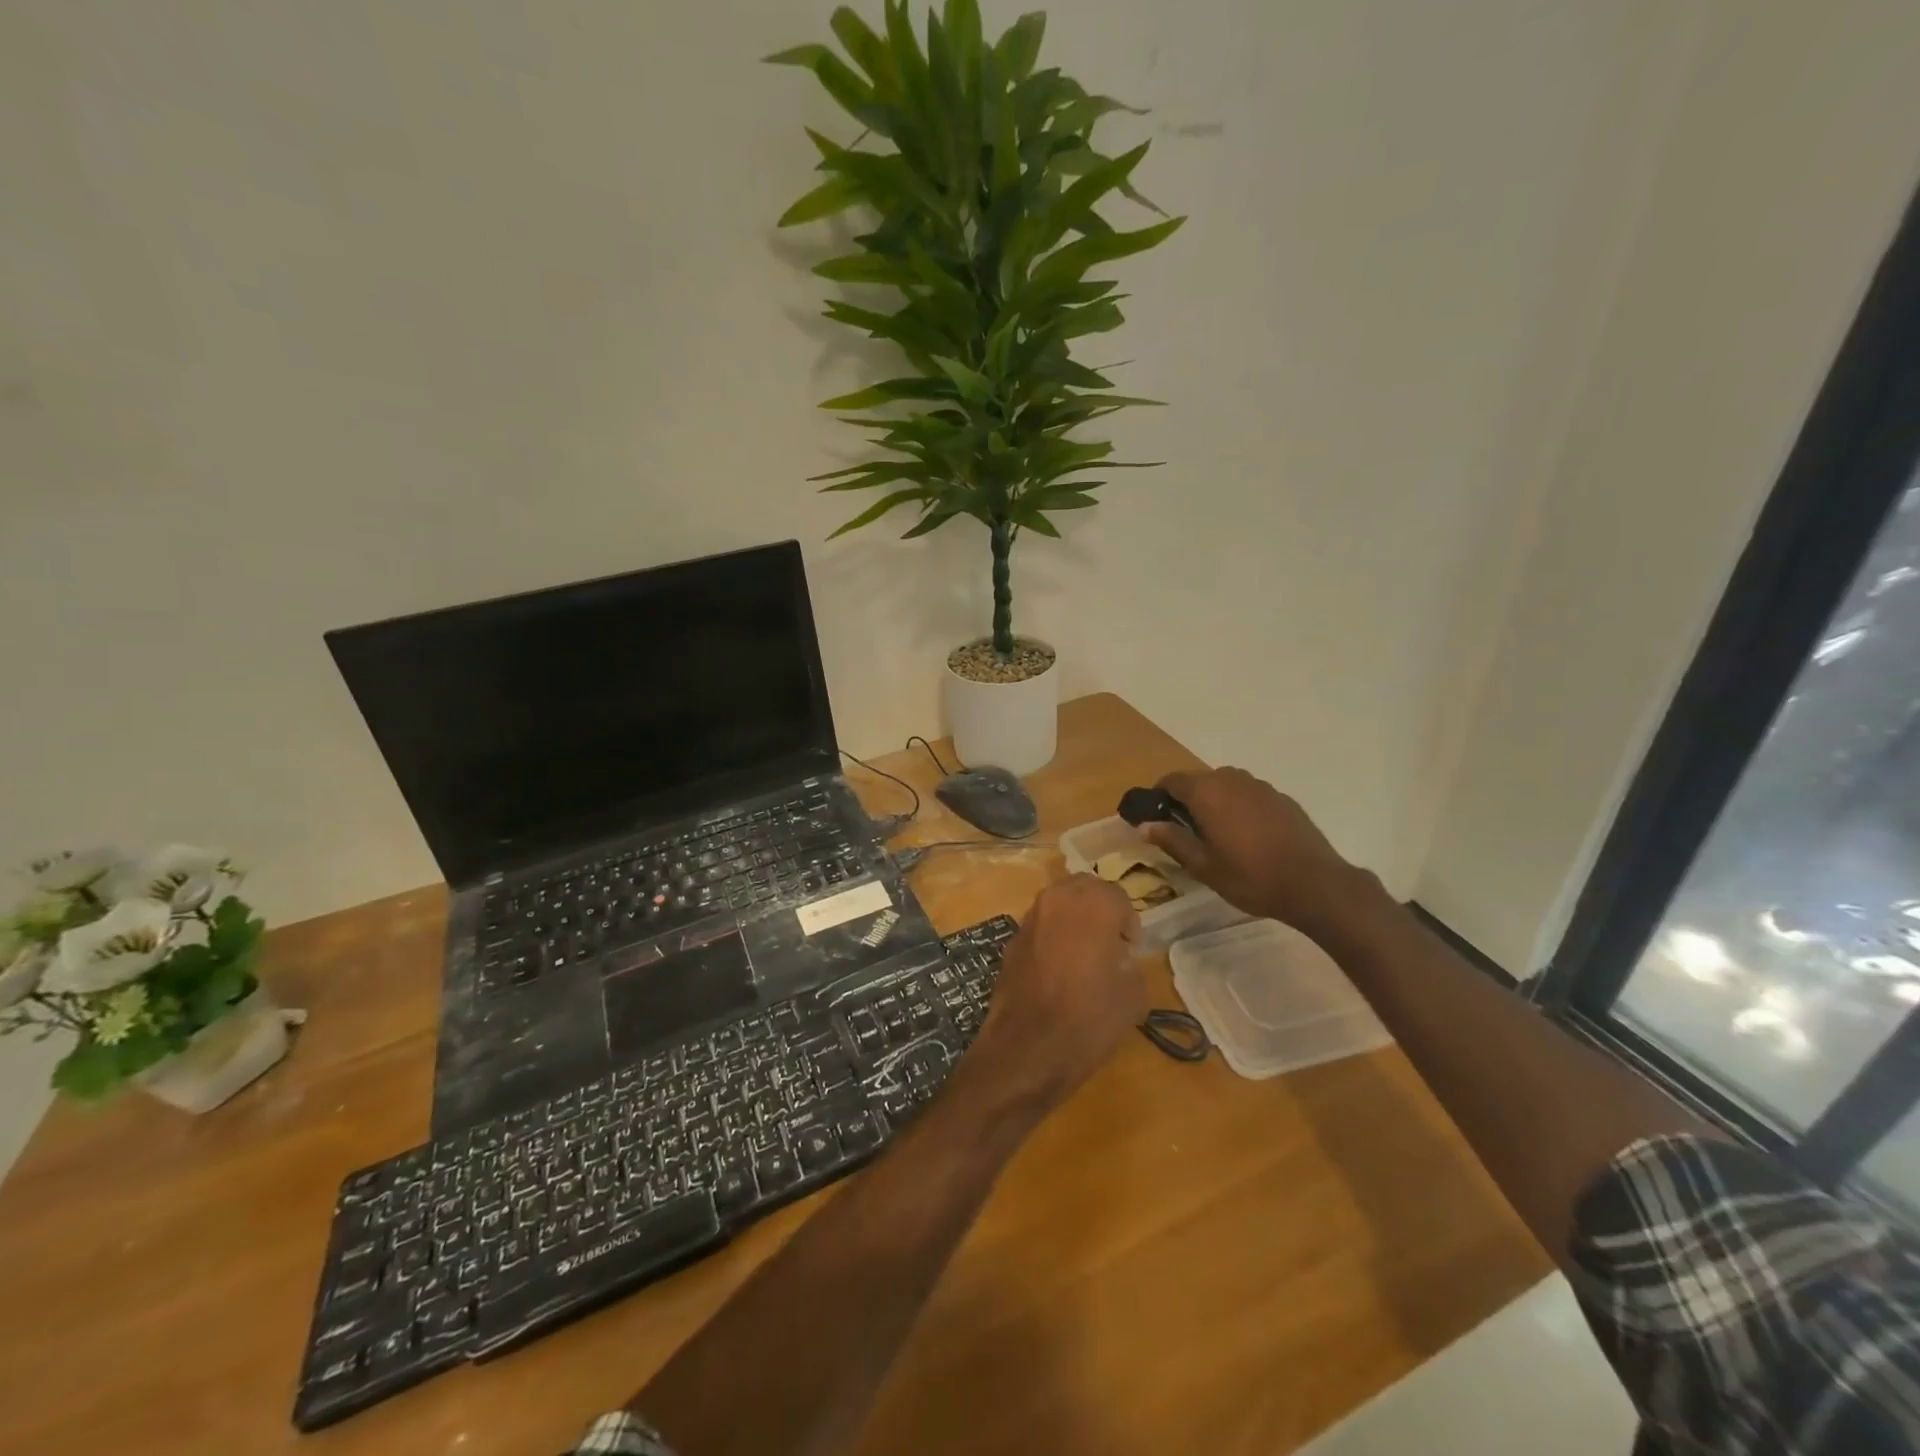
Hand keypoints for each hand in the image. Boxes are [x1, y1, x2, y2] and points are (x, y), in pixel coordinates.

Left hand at [966, 875, 1146, 1110]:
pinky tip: (1057, 969)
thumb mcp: (1133, 994)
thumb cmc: (1089, 1017)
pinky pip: (1041, 925)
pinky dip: (1053, 936)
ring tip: (1083, 955)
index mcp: (1093, 903)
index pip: (1118, 896)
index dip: (1128, 923)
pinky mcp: (1012, 938)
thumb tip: (1117, 957)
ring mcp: (1030, 916)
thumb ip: (1129, 962)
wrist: (1028, 1046)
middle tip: (1109, 943)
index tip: (1130, 950)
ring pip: (1059, 903)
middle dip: (1099, 909)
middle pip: (1085, 889)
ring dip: (1074, 919)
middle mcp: (1058, 898)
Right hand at [1138, 767, 1365, 934]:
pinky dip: (1240, 808)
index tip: (1156, 818)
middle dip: (1188, 801)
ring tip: (1218, 835)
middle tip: (1186, 832)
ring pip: (1226, 786)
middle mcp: (1232, 779)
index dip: (1159, 797)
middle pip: (1199, 781)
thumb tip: (1145, 824)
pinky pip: (1250, 795)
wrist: (1314, 884)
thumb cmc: (1250, 876)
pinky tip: (1249, 837)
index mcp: (1207, 792)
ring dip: (1215, 802)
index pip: (1171, 781)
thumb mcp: (1203, 866)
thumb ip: (1172, 840)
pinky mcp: (1282, 798)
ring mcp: (1260, 786)